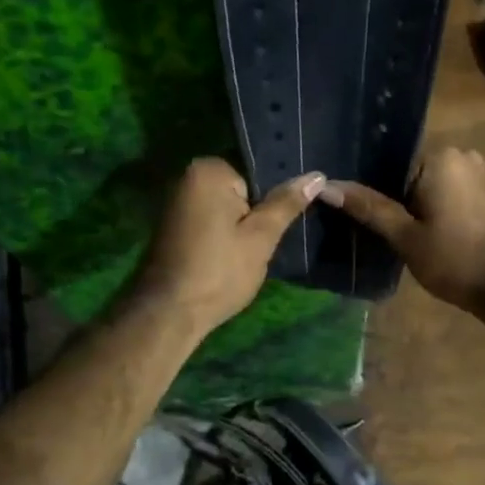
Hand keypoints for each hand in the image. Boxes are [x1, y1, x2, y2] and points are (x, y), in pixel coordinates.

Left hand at [130, 157, 324, 336]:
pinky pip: (206, 222)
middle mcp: (185, 177)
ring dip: (234, 231)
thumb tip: (316, 175)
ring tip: (238, 258)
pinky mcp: (169, 226)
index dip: (264, 209)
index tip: (263, 234)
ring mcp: (173, 202)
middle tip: (253, 248)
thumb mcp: (260, 238)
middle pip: (238, 193)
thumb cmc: (219, 271)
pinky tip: (221, 261)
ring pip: (223, 210)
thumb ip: (286, 204)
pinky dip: (217, 238)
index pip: (256, 178)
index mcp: (207, 170)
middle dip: (249, 218)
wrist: (168, 313)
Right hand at [320, 148, 484, 312]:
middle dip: (403, 199)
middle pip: (418, 173)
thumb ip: (368, 208)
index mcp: (440, 157)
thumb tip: (326, 186)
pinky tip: (444, 238)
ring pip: (441, 186)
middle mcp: (466, 155)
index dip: (379, 193)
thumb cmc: (458, 259)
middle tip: (389, 234)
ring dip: (427, 207)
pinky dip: (449, 211)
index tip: (370, 220)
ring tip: (414, 239)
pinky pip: (462, 195)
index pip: (394, 164)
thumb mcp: (405, 237)